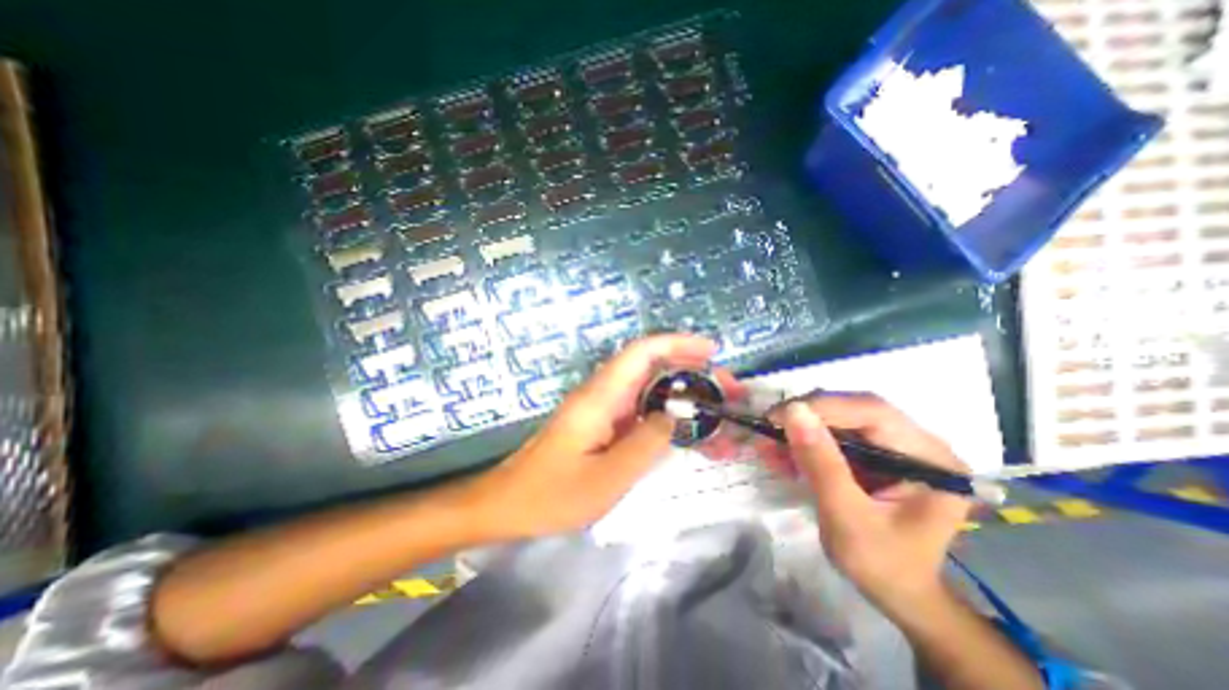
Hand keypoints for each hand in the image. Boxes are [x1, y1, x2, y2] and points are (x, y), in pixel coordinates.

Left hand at [471, 334, 720, 537]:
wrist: (509, 504)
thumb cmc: (553, 494)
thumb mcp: (607, 476)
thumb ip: (646, 442)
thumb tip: (675, 415)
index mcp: (601, 397)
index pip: (642, 352)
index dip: (678, 344)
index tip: (711, 351)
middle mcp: (603, 394)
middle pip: (652, 367)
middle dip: (692, 372)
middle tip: (726, 391)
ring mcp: (603, 409)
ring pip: (650, 390)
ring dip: (684, 396)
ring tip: (718, 415)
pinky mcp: (603, 424)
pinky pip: (641, 412)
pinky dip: (668, 416)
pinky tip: (689, 434)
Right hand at [776, 394, 969, 613]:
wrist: (898, 594)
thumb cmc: (882, 565)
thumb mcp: (847, 517)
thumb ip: (821, 463)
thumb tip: (793, 411)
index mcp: (929, 459)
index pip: (873, 412)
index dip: (823, 407)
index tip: (778, 416)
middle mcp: (917, 443)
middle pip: (855, 410)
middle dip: (808, 417)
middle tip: (770, 426)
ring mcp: (896, 446)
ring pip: (841, 419)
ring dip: (802, 429)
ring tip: (770, 443)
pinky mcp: (875, 453)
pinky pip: (835, 435)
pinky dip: (805, 441)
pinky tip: (783, 453)